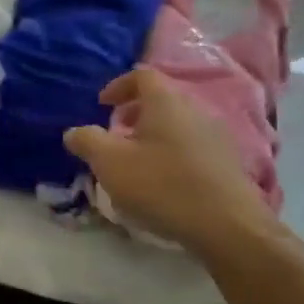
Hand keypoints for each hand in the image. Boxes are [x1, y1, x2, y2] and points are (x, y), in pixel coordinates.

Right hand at [63, 69, 283, 262]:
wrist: (229, 228)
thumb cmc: (163, 185)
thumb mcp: (110, 163)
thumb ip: (87, 141)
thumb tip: (74, 132)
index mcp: (166, 102)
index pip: (142, 76)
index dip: (118, 85)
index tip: (102, 105)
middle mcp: (195, 111)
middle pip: (161, 100)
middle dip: (134, 113)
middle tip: (116, 135)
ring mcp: (217, 138)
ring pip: (178, 125)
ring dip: (153, 136)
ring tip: (137, 162)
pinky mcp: (229, 165)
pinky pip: (193, 147)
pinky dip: (173, 154)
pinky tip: (164, 183)